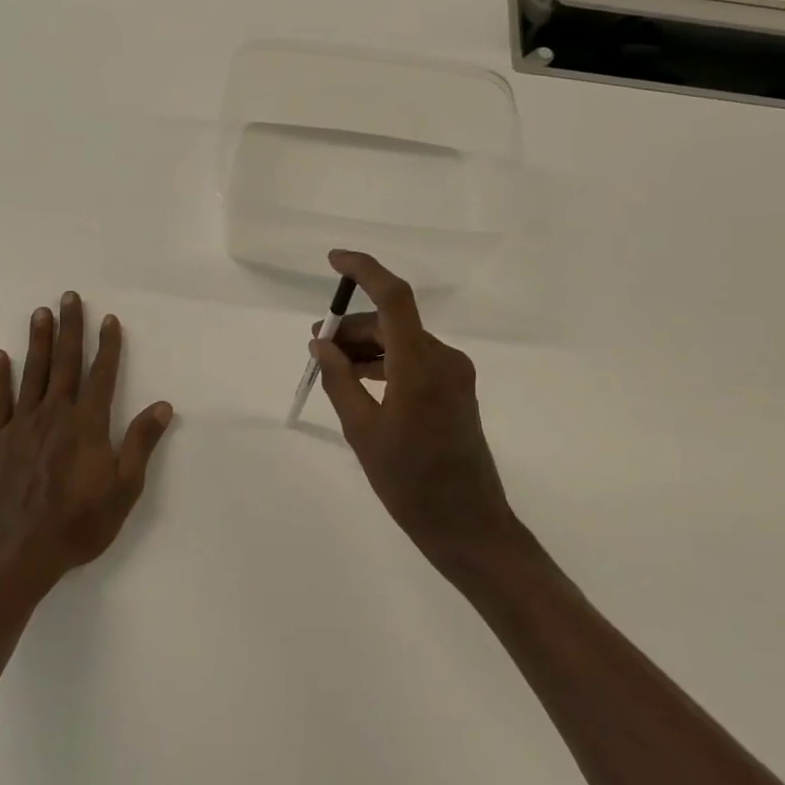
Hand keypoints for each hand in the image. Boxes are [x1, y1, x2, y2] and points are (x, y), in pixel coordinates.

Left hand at [0, 292, 173, 605]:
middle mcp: (55, 415)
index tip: (109, 318)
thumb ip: (140, 443)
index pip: (102, 375)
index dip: (108, 346)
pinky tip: (0, 356)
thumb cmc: (79, 524)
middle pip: (65, 363)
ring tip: (41, 312)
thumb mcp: (124, 489)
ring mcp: (21, 426)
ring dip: (38, 341)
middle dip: (71, 328)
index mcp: (88, 425)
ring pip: (32, 373)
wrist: (18, 554)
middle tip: (70, 296)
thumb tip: (163, 405)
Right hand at [312, 250, 525, 580]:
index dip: (364, 270)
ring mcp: (454, 374)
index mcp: (420, 364)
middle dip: (352, 327)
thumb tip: (320, 344)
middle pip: (392, 322)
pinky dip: (385, 362)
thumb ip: (339, 379)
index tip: (333, 260)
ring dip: (367, 346)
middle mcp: (443, 358)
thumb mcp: (362, 430)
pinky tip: (359, 380)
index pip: (393, 297)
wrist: (467, 524)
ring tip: (332, 366)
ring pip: (402, 341)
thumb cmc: (409, 482)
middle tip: (317, 345)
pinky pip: (414, 360)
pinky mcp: (456, 390)